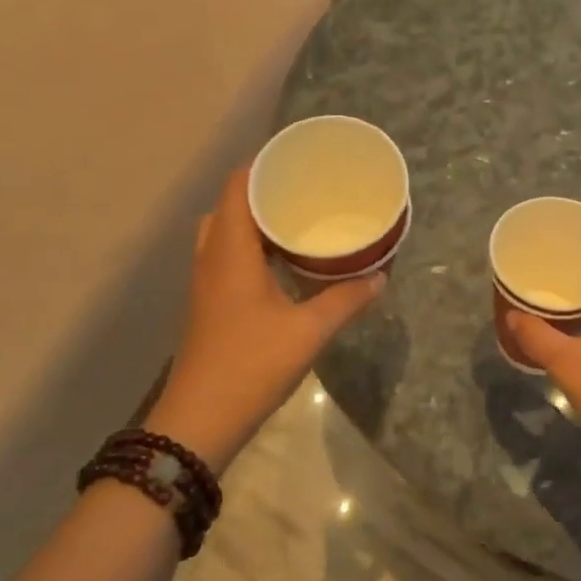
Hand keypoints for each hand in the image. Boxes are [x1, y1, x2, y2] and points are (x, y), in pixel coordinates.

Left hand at [147, 169, 383, 471]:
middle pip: (230, 205)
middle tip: (304, 190)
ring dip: (256, 220)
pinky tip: (284, 263)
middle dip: (264, 191)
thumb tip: (381, 277)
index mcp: (230, 251)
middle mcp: (212, 258)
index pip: (237, 186)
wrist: (199, 421)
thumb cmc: (251, 365)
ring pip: (226, 232)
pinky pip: (227, 256)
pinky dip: (253, 247)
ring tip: (298, 220)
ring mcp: (207, 282)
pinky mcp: (210, 303)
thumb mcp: (308, 331)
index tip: (299, 159)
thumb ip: (346, 300)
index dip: (264, 165)